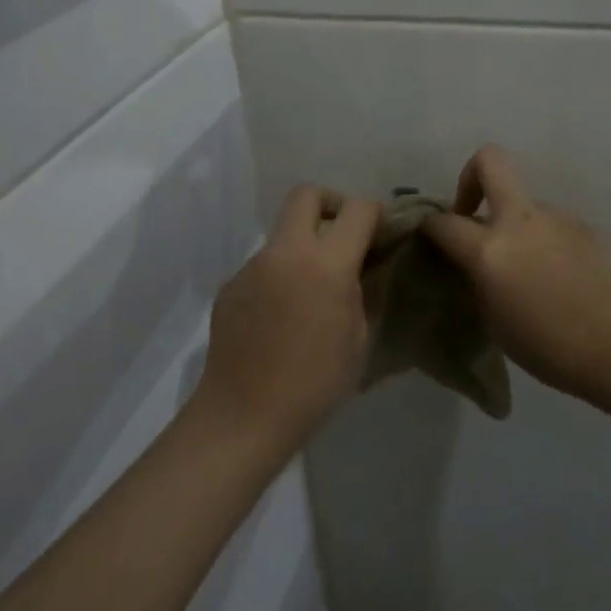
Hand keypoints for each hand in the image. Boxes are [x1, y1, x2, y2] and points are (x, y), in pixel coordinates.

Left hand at [196, 185, 381, 449]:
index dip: (374, 212)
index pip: (356, 210)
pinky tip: (282, 315)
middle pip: (306, 195)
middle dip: (331, 204)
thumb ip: (360, 291)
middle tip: (342, 236)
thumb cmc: (315, 383)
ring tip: (311, 291)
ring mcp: (252, 266)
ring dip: (303, 246)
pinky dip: (280, 276)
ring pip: (283, 234)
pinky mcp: (230, 286)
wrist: (243, 415)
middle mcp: (286, 252)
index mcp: (326, 264)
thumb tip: (359, 268)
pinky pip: (263, 266)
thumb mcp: (358, 338)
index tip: (380, 229)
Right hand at [421, 146, 610, 398]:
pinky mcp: (583, 226)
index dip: (429, 226)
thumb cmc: (547, 346)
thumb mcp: (492, 319)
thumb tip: (472, 262)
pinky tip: (556, 276)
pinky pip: (551, 226)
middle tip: (471, 210)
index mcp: (490, 249)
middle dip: (470, 175)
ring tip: (526, 268)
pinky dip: (544, 241)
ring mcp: (556, 217)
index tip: (430, 236)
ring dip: (515, 224)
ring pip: (524, 204)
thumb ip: (477, 279)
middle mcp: (520, 220)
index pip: (443, 221)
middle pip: (489, 160)